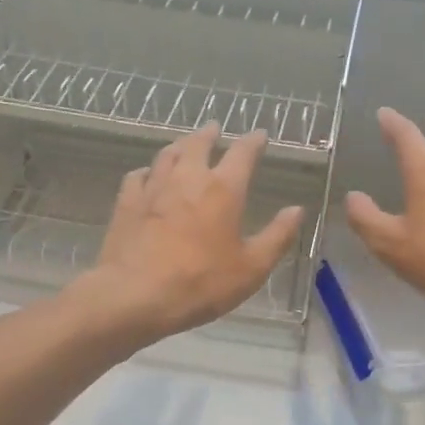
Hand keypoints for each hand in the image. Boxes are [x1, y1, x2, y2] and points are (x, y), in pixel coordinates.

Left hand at [81, 123, 302, 343]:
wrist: (135, 295)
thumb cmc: (201, 283)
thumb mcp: (252, 268)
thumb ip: (277, 236)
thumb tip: (297, 210)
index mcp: (223, 190)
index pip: (243, 153)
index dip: (254, 141)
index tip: (260, 134)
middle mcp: (188, 178)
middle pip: (198, 144)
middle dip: (209, 134)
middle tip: (214, 128)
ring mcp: (154, 188)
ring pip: (166, 154)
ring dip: (179, 146)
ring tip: (184, 144)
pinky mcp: (127, 203)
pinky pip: (138, 176)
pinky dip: (147, 171)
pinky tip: (147, 175)